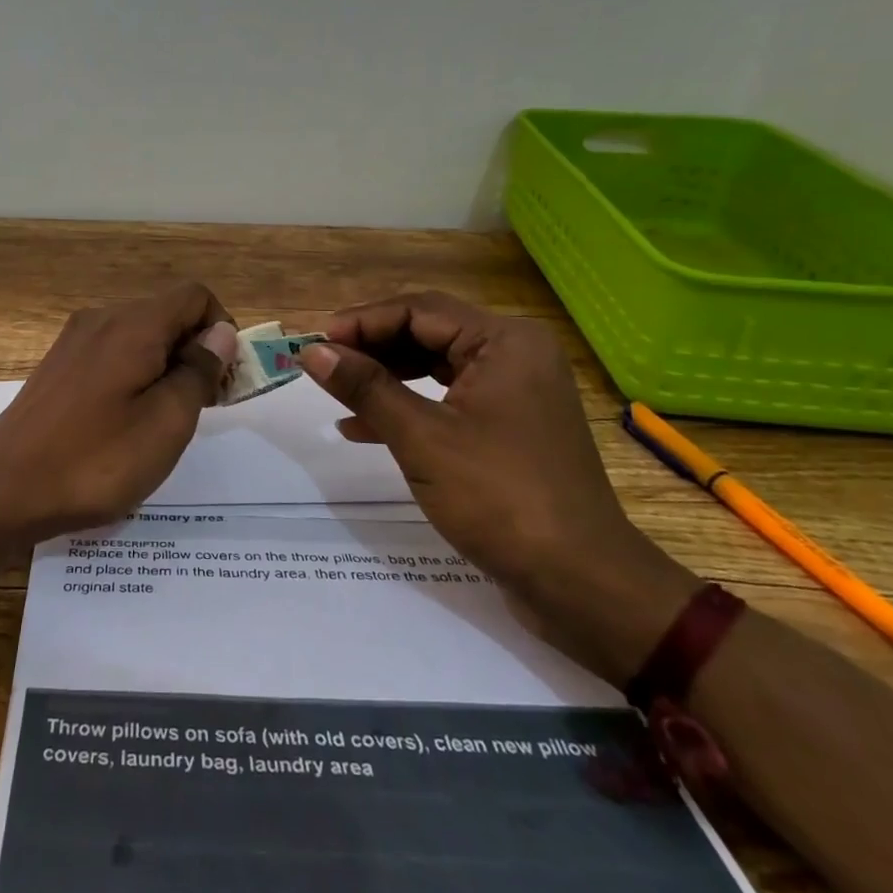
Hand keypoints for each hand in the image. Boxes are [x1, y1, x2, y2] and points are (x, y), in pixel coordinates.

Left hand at [0, 283, 238, 542]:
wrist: (3, 489)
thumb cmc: (95, 460)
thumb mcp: (166, 423)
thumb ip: (199, 371)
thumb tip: (220, 333)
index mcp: (133, 325)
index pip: (195, 297)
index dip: (221, 330)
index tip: (225, 381)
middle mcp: (102, 319)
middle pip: (167, 314)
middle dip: (196, 351)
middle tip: (203, 408)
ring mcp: (74, 341)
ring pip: (139, 335)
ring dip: (166, 366)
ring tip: (166, 421)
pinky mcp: (58, 365)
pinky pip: (112, 353)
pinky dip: (135, 374)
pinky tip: (126, 421)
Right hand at [300, 292, 696, 684]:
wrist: (581, 583)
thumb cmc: (500, 498)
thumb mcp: (421, 437)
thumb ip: (365, 387)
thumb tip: (312, 352)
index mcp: (504, 342)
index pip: (418, 310)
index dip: (362, 321)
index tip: (316, 344)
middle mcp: (513, 355)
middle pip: (427, 333)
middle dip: (371, 349)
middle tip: (323, 366)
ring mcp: (514, 392)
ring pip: (434, 367)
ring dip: (384, 379)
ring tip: (337, 396)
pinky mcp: (508, 427)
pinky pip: (447, 400)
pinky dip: (407, 408)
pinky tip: (364, 429)